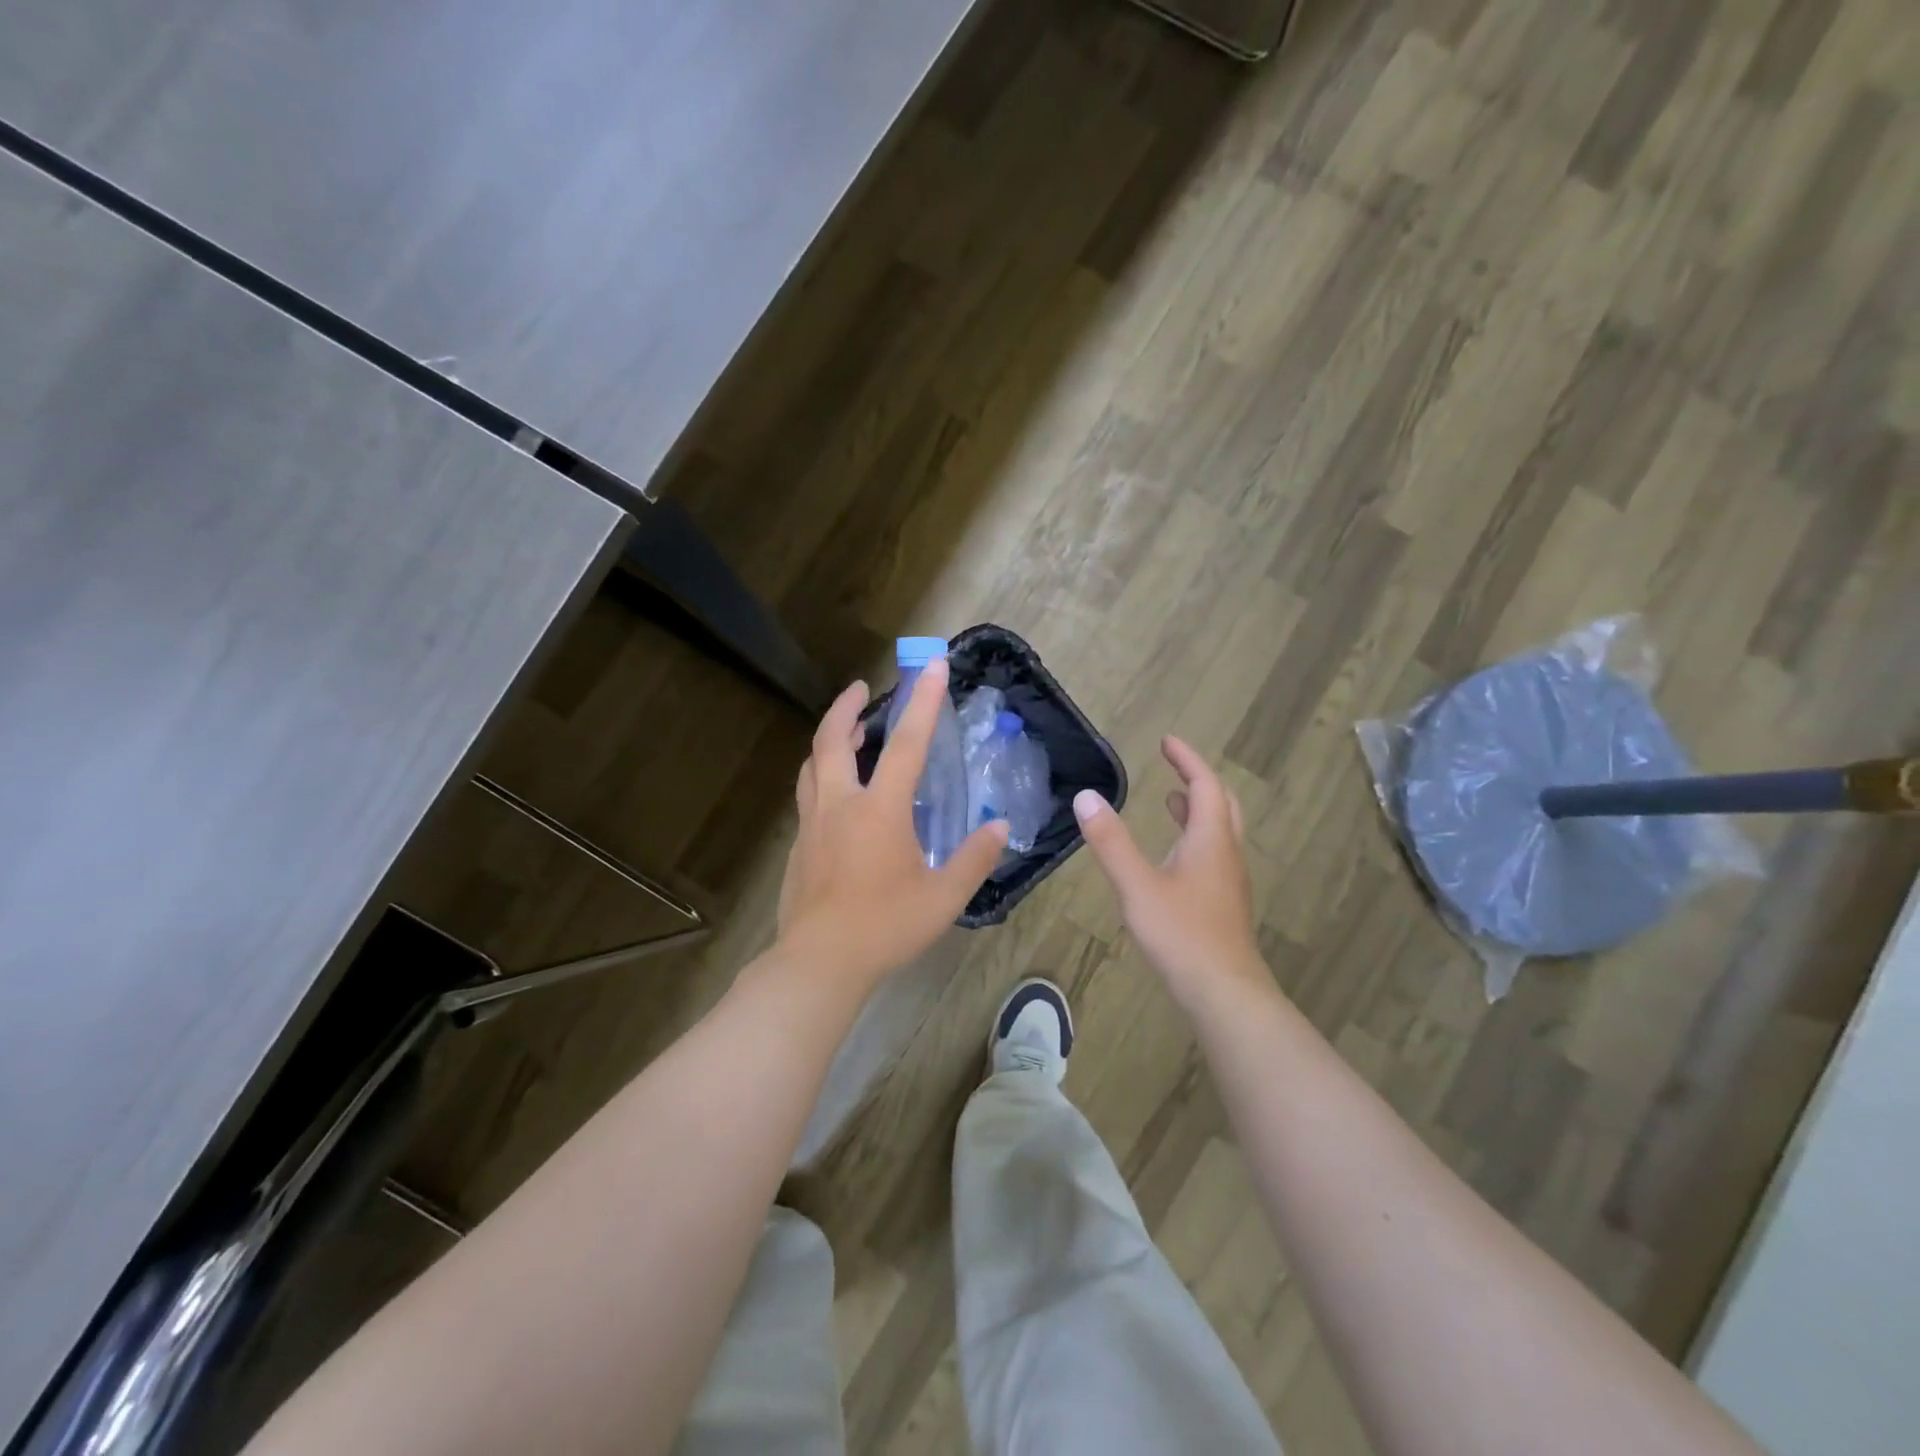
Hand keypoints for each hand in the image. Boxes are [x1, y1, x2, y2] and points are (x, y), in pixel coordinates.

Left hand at [776, 659, 1008, 990]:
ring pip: (813, 765)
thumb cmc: (886, 926)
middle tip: (863, 688)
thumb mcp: (943, 897)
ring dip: (831, 740)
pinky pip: (809, 796)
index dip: (923, 701)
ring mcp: (813, 825)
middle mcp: (840, 805)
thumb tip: (999, 827)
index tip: (933, 666)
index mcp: (879, 810)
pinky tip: (839, 796)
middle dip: (847, 706)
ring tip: (851, 734)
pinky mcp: (799, 846)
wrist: (819, 963)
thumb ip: (974, 858)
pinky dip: (823, 776)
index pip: (907, 744)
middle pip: (833, 740)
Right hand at [1073, 736, 1265, 1003]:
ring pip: (1219, 831)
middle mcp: (1226, 853)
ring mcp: (1228, 881)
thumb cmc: (1181, 934)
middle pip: (1221, 804)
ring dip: (1197, 809)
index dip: (1187, 760)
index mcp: (1209, 840)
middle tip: (1174, 765)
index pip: (1205, 785)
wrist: (1224, 993)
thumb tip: (1086, 797)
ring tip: (1171, 800)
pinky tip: (1173, 857)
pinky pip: (1213, 854)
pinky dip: (1194, 837)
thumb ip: (1111, 841)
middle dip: (1198, 780)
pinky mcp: (1223, 904)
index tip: (1167, 741)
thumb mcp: (1136, 885)